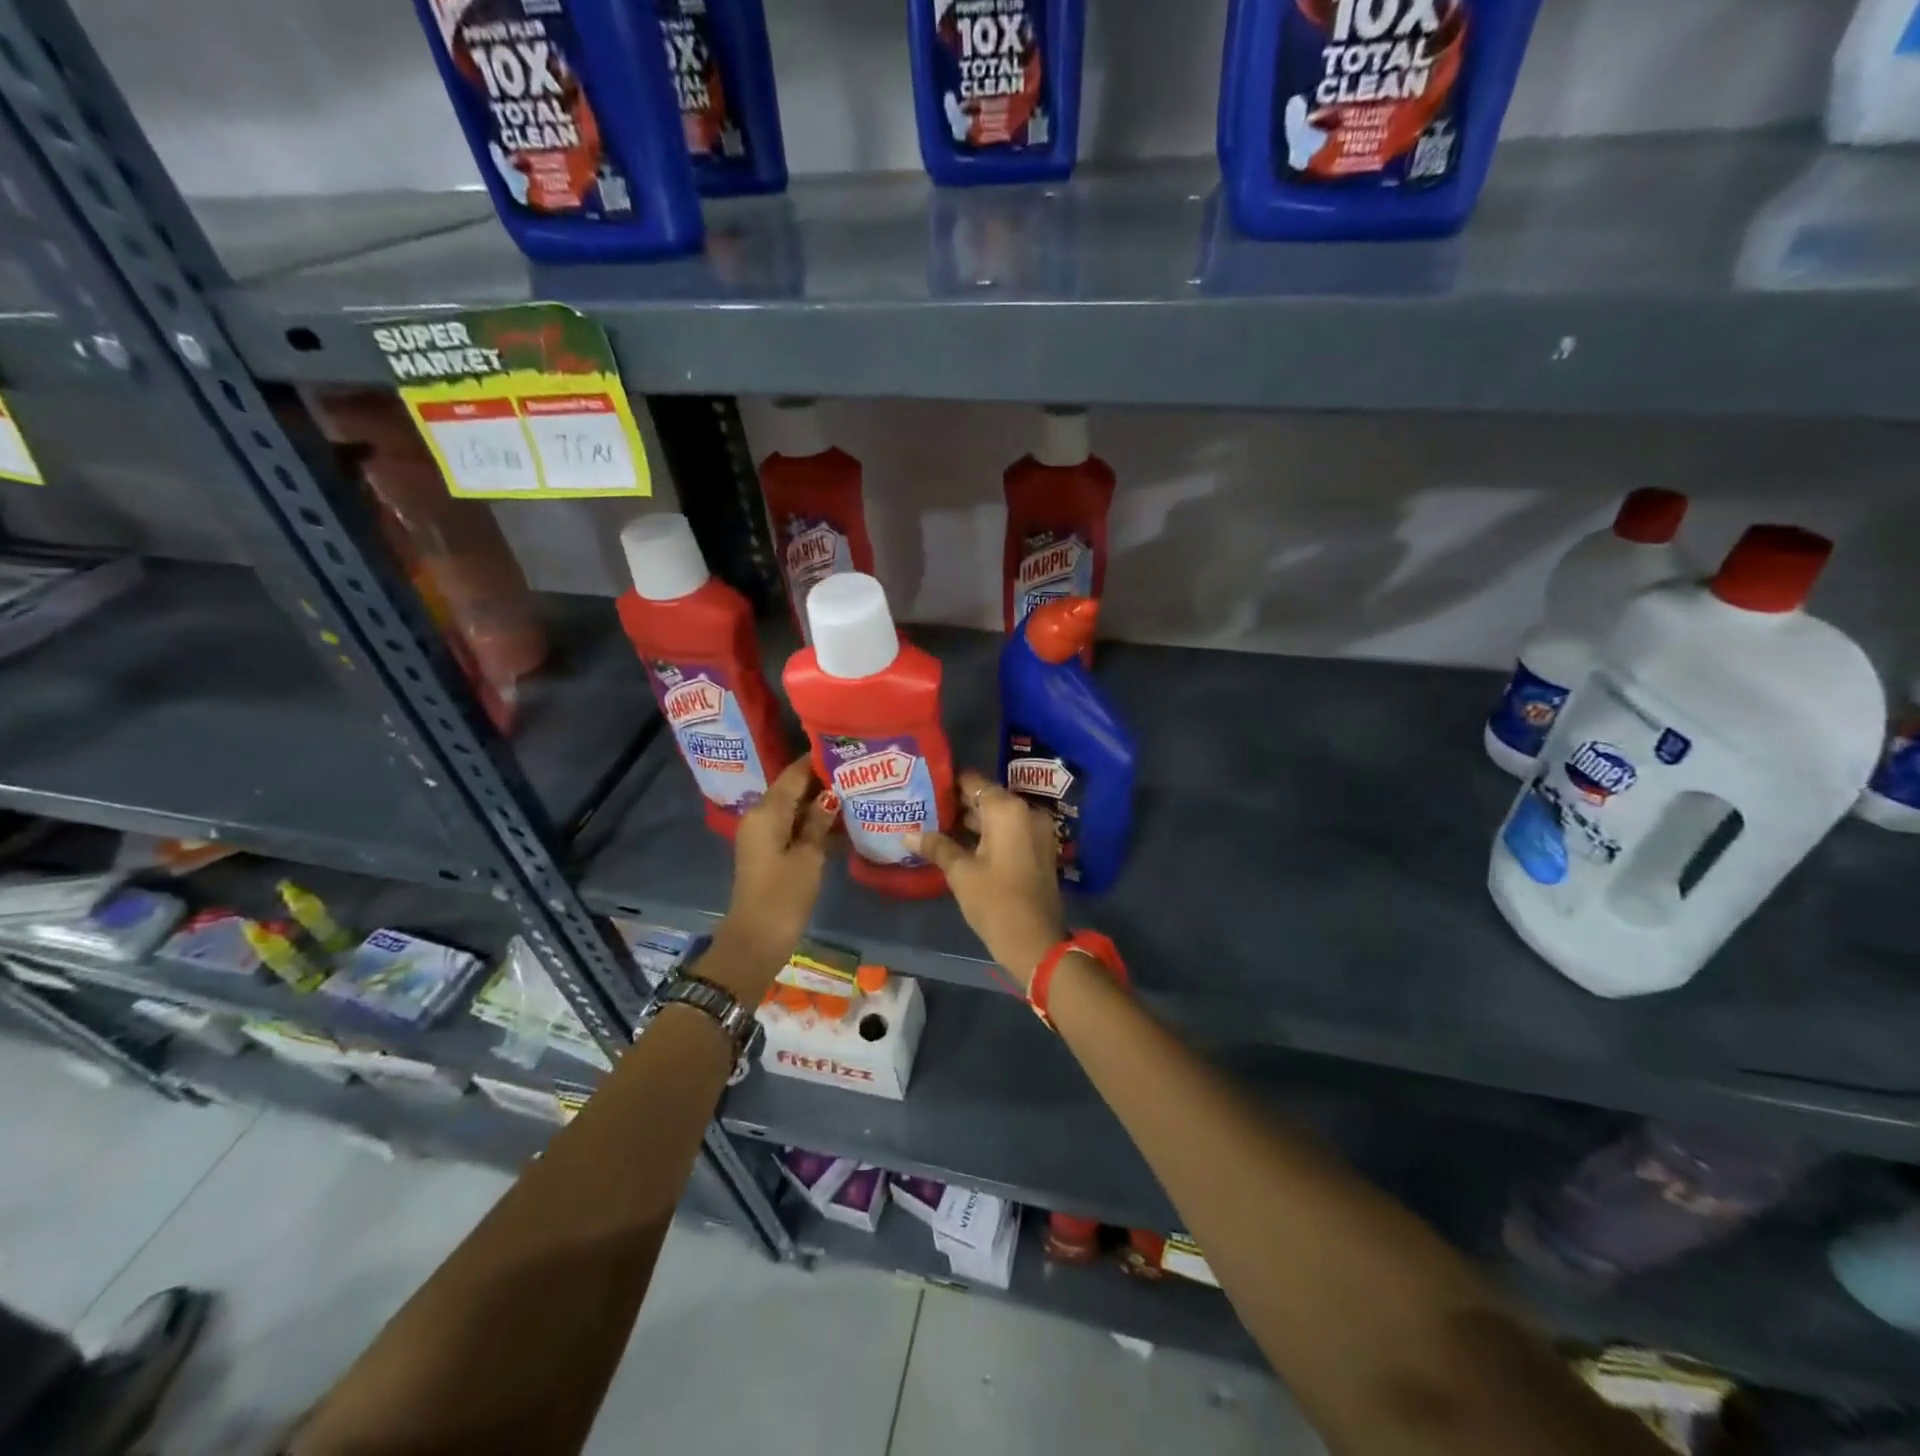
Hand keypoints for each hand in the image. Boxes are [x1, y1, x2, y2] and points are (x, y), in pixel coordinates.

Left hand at [716, 758, 834, 985]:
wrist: (757, 939)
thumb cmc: (784, 895)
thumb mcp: (809, 856)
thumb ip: (820, 822)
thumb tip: (832, 794)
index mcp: (766, 811)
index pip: (794, 773)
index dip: (818, 761)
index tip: (846, 750)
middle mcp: (760, 816)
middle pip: (793, 788)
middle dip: (822, 781)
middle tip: (857, 772)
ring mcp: (763, 835)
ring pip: (794, 807)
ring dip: (819, 802)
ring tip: (855, 792)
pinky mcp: (768, 851)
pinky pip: (792, 825)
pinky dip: (812, 822)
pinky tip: (840, 821)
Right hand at [905, 769, 1065, 989]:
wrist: (1037, 943)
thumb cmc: (996, 902)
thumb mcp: (961, 873)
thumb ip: (937, 846)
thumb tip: (907, 834)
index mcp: (1008, 810)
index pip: (973, 781)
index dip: (947, 782)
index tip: (922, 785)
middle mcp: (1025, 812)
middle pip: (985, 797)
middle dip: (955, 803)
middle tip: (922, 806)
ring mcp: (1035, 831)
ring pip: (996, 816)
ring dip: (969, 821)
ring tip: (932, 824)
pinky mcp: (1036, 850)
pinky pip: (1007, 832)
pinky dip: (985, 834)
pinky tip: (956, 843)